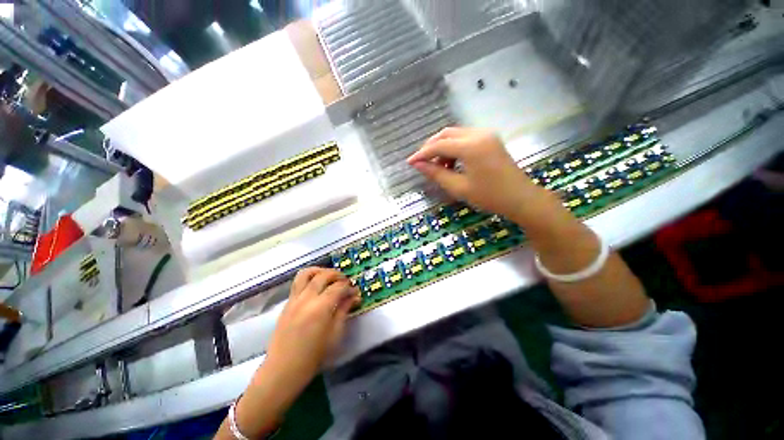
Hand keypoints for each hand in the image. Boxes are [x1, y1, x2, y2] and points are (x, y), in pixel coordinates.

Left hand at [261, 268, 359, 392]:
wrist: (283, 370)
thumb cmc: (313, 356)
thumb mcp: (335, 334)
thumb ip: (344, 311)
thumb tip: (354, 296)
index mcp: (321, 307)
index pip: (339, 287)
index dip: (349, 287)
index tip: (355, 292)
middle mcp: (307, 298)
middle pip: (324, 275)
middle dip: (337, 275)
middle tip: (345, 282)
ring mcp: (294, 299)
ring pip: (307, 273)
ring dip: (321, 271)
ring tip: (329, 277)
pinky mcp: (287, 303)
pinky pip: (298, 282)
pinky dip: (310, 278)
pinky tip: (316, 287)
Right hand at [407, 127, 537, 219]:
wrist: (520, 198)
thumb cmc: (489, 196)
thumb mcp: (459, 187)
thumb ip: (436, 174)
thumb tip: (418, 165)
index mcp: (471, 146)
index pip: (439, 145)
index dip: (422, 154)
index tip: (410, 162)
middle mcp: (478, 134)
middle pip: (446, 134)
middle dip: (431, 147)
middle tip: (421, 162)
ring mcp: (486, 135)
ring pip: (455, 134)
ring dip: (442, 147)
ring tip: (438, 166)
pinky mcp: (490, 139)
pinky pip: (465, 138)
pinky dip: (454, 148)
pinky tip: (452, 162)